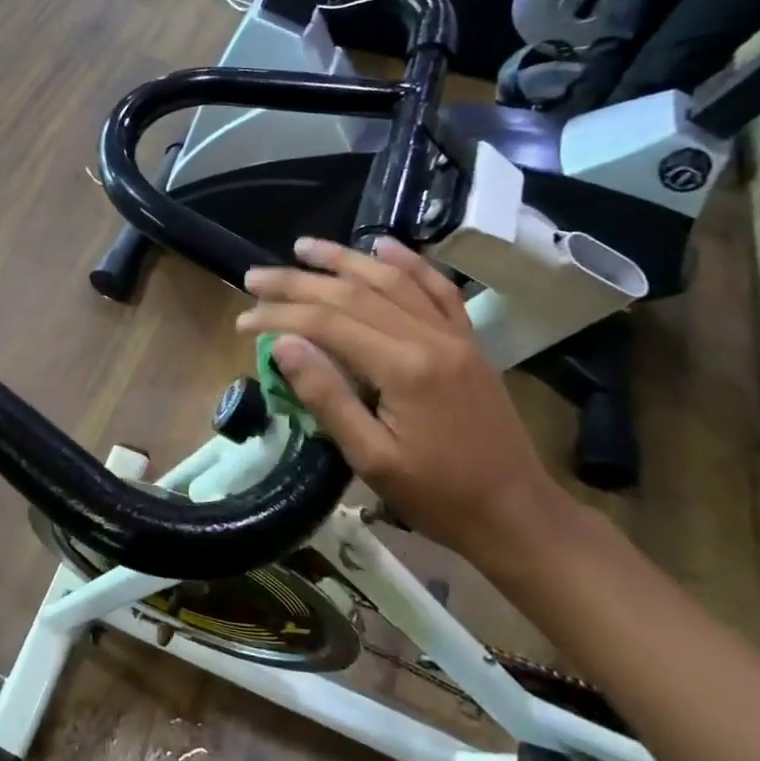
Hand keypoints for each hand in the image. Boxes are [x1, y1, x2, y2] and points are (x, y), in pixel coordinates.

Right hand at [236, 236, 565, 558]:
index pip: (328, 324)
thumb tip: (283, 345)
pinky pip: (438, 289)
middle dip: (298, 282)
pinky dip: (409, 263)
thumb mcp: (371, 458)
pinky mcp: (469, 341)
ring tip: (304, 246)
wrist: (516, 514)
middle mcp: (430, 337)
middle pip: (353, 294)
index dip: (280, 316)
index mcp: (404, 368)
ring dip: (345, 259)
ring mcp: (454, 335)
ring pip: (392, 281)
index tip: (243, 320)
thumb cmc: (437, 496)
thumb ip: (327, 396)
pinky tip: (383, 246)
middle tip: (255, 277)